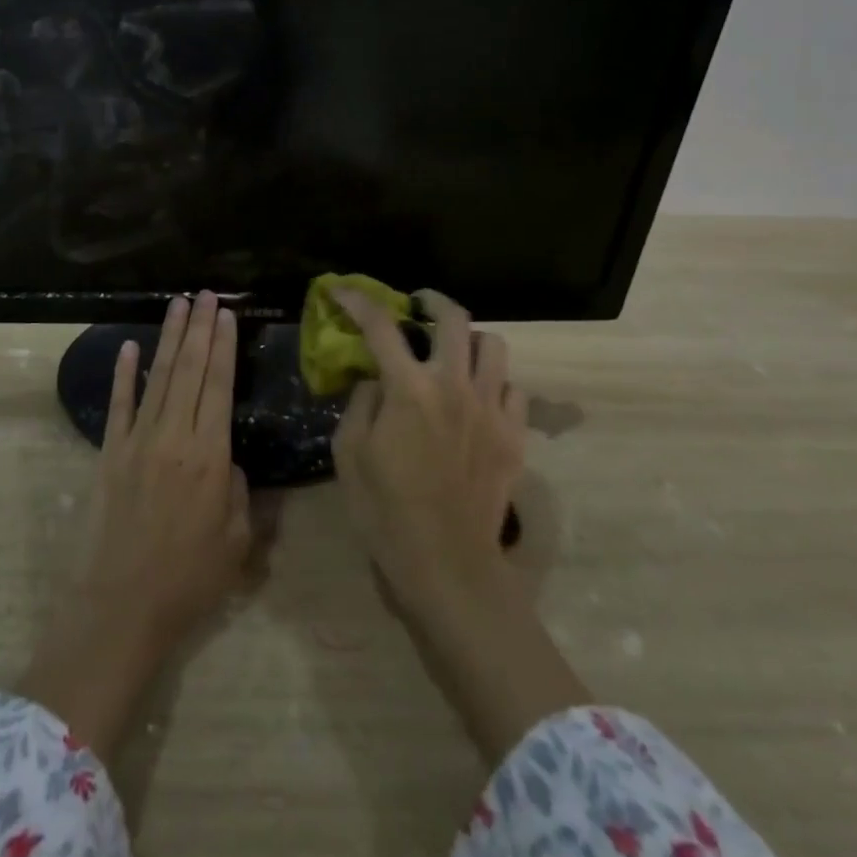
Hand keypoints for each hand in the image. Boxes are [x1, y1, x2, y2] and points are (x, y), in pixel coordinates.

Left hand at [17, 293, 253, 761]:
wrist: (121, 607)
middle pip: (189, 370)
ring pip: (157, 377)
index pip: (218, 385)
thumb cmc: (188, 580)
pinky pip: (119, 405)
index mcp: (209, 455)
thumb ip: (239, 493)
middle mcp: (173, 437)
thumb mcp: (236, 542)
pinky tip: (130, 347)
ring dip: (168, 338)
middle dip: (199, 328)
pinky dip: (124, 374)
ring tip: (178, 304)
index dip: (223, 346)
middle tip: (205, 294)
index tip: (226, 314)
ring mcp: (137, 442)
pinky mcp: (110, 454)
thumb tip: (228, 462)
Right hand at [332, 288, 524, 614]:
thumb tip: (376, 380)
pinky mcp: (515, 435)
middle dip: (431, 300)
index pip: (381, 326)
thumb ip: (361, 403)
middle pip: (453, 318)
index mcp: (409, 389)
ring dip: (470, 339)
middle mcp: (454, 386)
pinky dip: (495, 383)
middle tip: (417, 305)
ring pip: (494, 346)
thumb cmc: (385, 511)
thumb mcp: (349, 454)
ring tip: (454, 352)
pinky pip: (514, 388)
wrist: (447, 566)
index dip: (357, 301)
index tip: (341, 290)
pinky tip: (478, 398)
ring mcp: (491, 409)